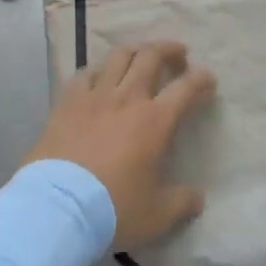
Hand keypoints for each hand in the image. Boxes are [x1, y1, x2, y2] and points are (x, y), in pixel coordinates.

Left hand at [25, 42, 215, 250]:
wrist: (57, 209)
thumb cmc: (113, 210)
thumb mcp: (157, 215)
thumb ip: (181, 203)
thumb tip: (198, 198)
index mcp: (155, 121)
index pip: (186, 88)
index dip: (201, 79)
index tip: (208, 79)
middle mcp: (128, 99)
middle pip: (151, 57)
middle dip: (169, 50)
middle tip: (178, 55)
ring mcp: (95, 97)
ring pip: (118, 56)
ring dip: (135, 51)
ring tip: (140, 55)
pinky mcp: (67, 103)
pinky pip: (85, 74)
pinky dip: (97, 70)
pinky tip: (99, 77)